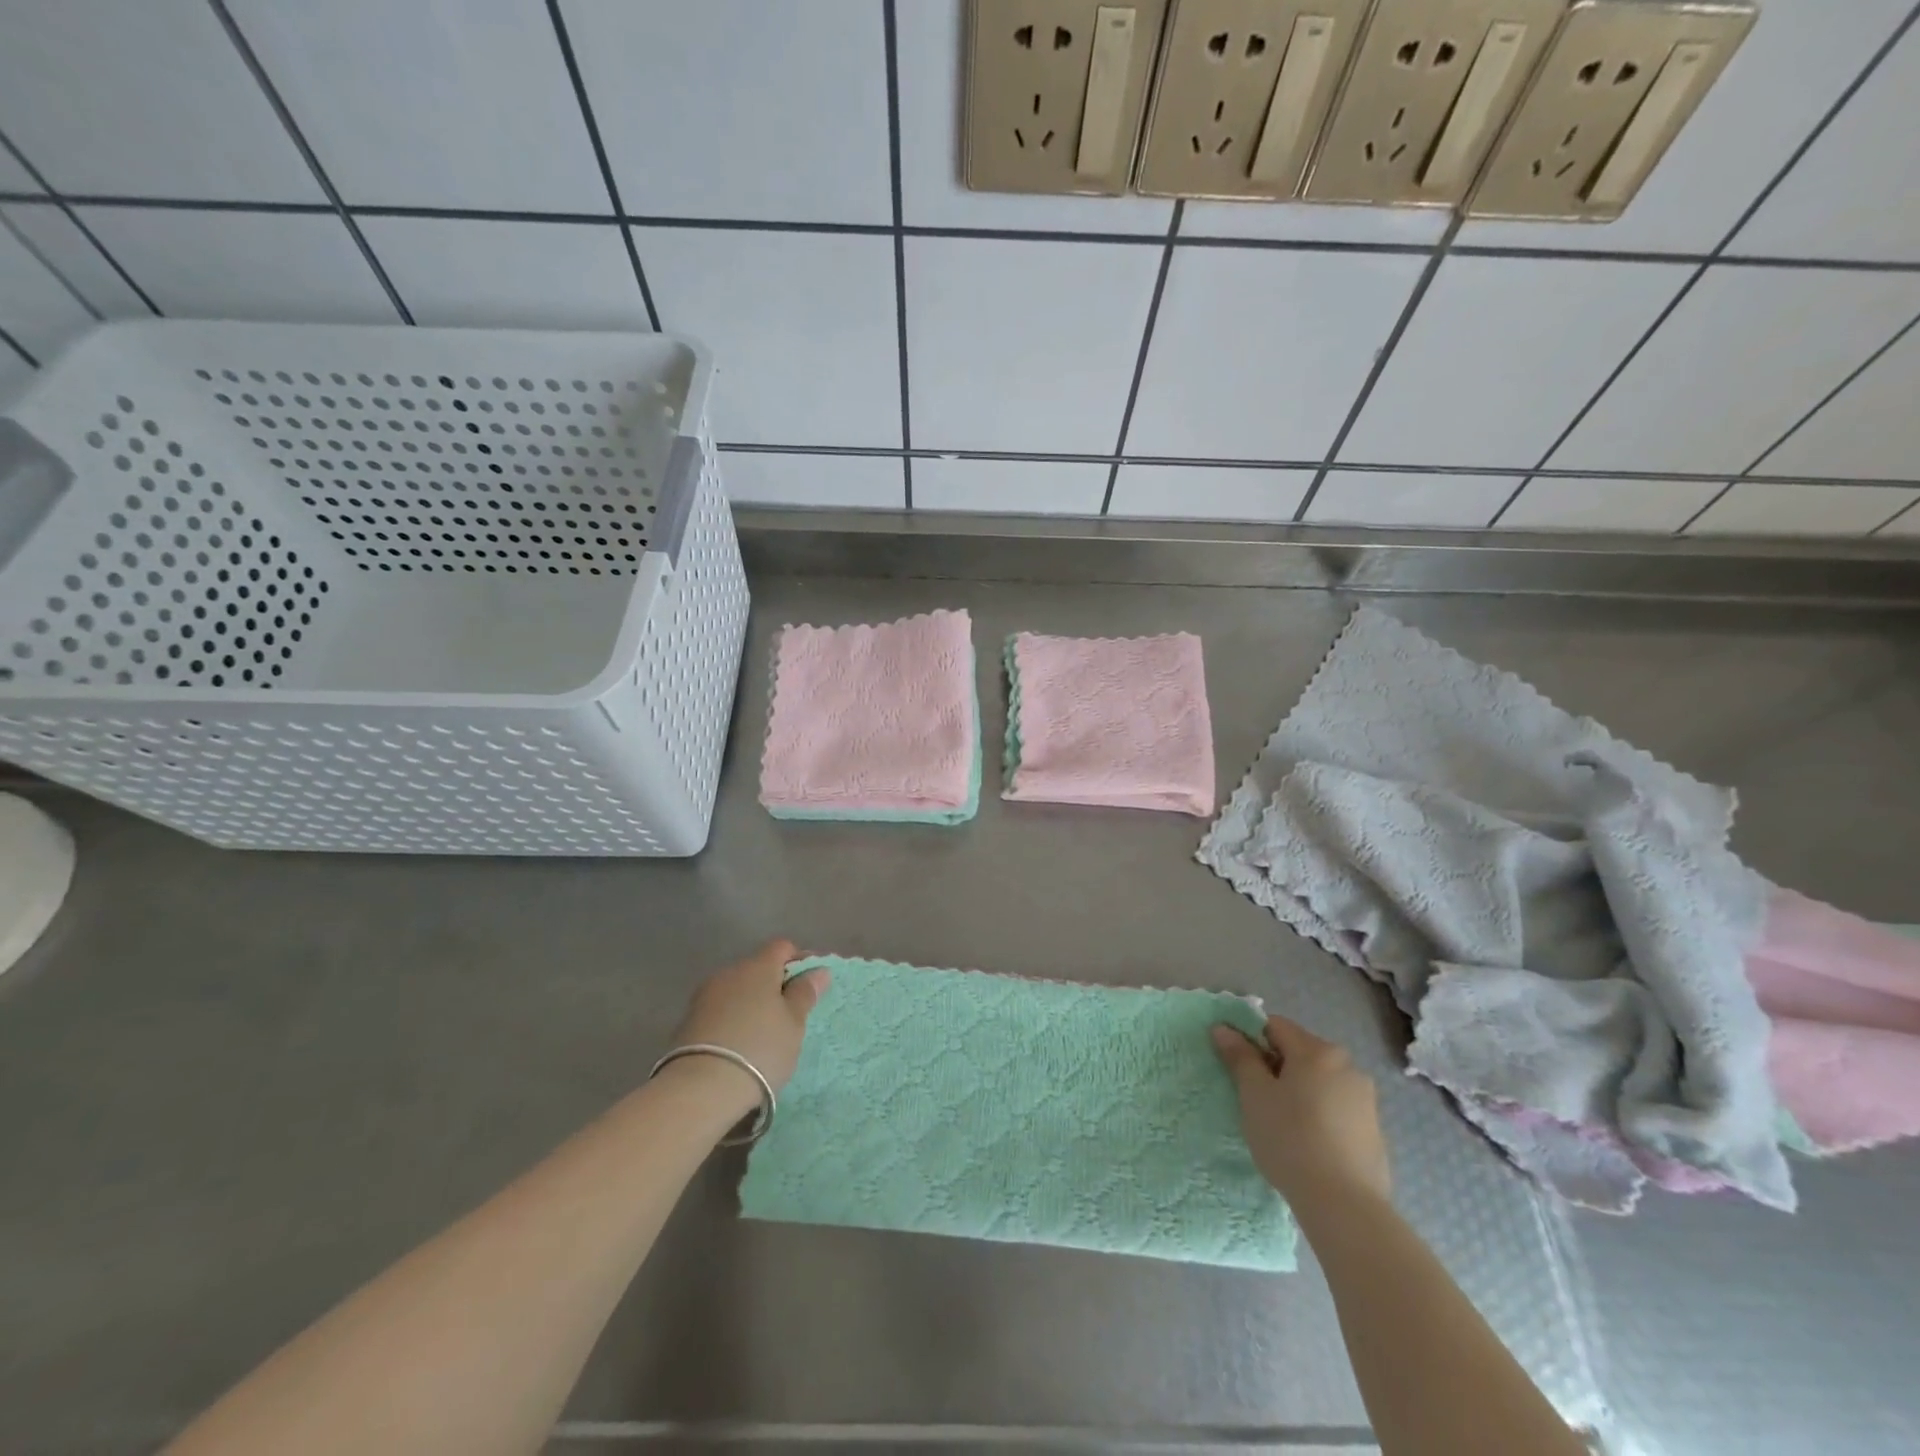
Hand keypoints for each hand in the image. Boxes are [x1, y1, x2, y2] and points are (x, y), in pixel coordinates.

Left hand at [668, 939, 829, 1096]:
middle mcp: (729, 972)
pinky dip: (733, 1019)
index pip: (782, 947)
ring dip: (751, 1003)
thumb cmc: (760, 1048)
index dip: (799, 960)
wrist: (701, 1088)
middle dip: (774, 984)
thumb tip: (819, 970)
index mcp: (758, 966)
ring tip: (763, 1032)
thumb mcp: (794, 1023)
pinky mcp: (688, 1021)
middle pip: (757, 968)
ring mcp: (705, 996)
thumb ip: (805, 993)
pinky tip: (739, 1044)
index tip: (810, 984)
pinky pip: (720, 1010)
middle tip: (789, 1014)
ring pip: (737, 990)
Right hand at [1211, 1013, 1390, 1210]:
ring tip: (1283, 1125)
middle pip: (1300, 1052)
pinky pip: (1337, 1108)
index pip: (1275, 1026)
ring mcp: (1366, 1099)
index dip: (1251, 1041)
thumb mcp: (1254, 1094)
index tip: (1240, 1070)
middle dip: (1277, 1067)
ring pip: (1320, 1081)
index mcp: (1317, 1051)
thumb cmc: (1290, 1139)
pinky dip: (1320, 1114)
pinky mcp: (1374, 1130)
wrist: (1345, 1205)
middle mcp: (1347, 1065)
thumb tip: (1223, 1028)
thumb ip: (1239, 1057)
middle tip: (1258, 1099)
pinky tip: (1309, 1144)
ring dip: (1299, 1091)